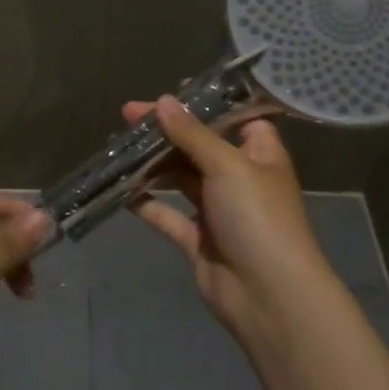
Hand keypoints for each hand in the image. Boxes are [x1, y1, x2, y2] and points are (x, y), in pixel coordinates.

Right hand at [125, 95, 334, 344]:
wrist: (270, 297)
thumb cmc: (258, 217)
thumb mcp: (227, 165)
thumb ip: (192, 134)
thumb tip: (163, 101)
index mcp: (259, 154)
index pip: (234, 118)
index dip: (206, 104)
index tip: (171, 91)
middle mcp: (239, 178)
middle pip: (199, 146)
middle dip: (166, 132)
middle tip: (128, 116)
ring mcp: (218, 211)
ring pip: (180, 178)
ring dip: (153, 164)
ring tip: (118, 146)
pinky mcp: (198, 240)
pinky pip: (168, 215)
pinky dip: (147, 203)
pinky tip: (121, 190)